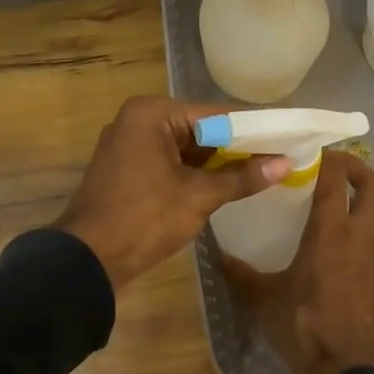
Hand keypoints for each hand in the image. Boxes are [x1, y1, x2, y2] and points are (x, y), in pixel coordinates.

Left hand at [53, 96, 290, 290]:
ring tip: (261, 172)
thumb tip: (285, 164)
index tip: (286, 140)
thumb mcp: (199, 197)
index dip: (253, 129)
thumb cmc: (144, 218)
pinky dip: (194, 173)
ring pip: (186, 148)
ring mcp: (129, 144)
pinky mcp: (127, 168)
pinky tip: (225, 185)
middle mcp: (138, 120)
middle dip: (236, 147)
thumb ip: (242, 177)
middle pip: (200, 129)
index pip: (215, 114)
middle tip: (278, 159)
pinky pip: (170, 162)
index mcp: (152, 113)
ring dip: (217, 163)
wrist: (87, 259)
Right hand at [224, 150, 373, 373]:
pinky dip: (361, 239)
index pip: (335, 180)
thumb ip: (242, 275)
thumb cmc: (304, 329)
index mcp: (330, 234)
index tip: (315, 152)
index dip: (328, 159)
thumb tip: (219, 257)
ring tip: (331, 215)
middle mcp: (362, 238)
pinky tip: (339, 259)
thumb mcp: (264, 301)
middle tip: (335, 168)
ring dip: (359, 207)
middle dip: (358, 169)